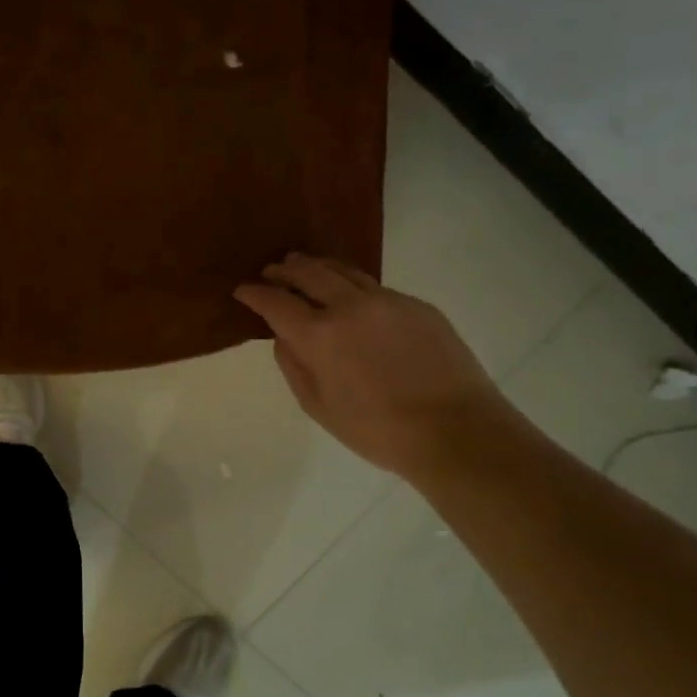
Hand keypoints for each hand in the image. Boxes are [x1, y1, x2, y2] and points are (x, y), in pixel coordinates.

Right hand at [234, 254, 519, 478]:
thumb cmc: (376, 430)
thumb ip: (293, 366)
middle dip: (284, 270)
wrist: (455, 430)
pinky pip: (373, 286)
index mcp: (319, 334)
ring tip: (303, 266)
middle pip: (309, 273)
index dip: (255, 293)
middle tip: (270, 271)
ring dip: (317, 266)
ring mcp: (387, 301)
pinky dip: (350, 283)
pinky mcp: (417, 305)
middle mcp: (350, 306)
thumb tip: (283, 337)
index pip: (276, 302)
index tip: (242, 290)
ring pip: (344, 271)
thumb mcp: (318, 406)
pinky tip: (349, 294)